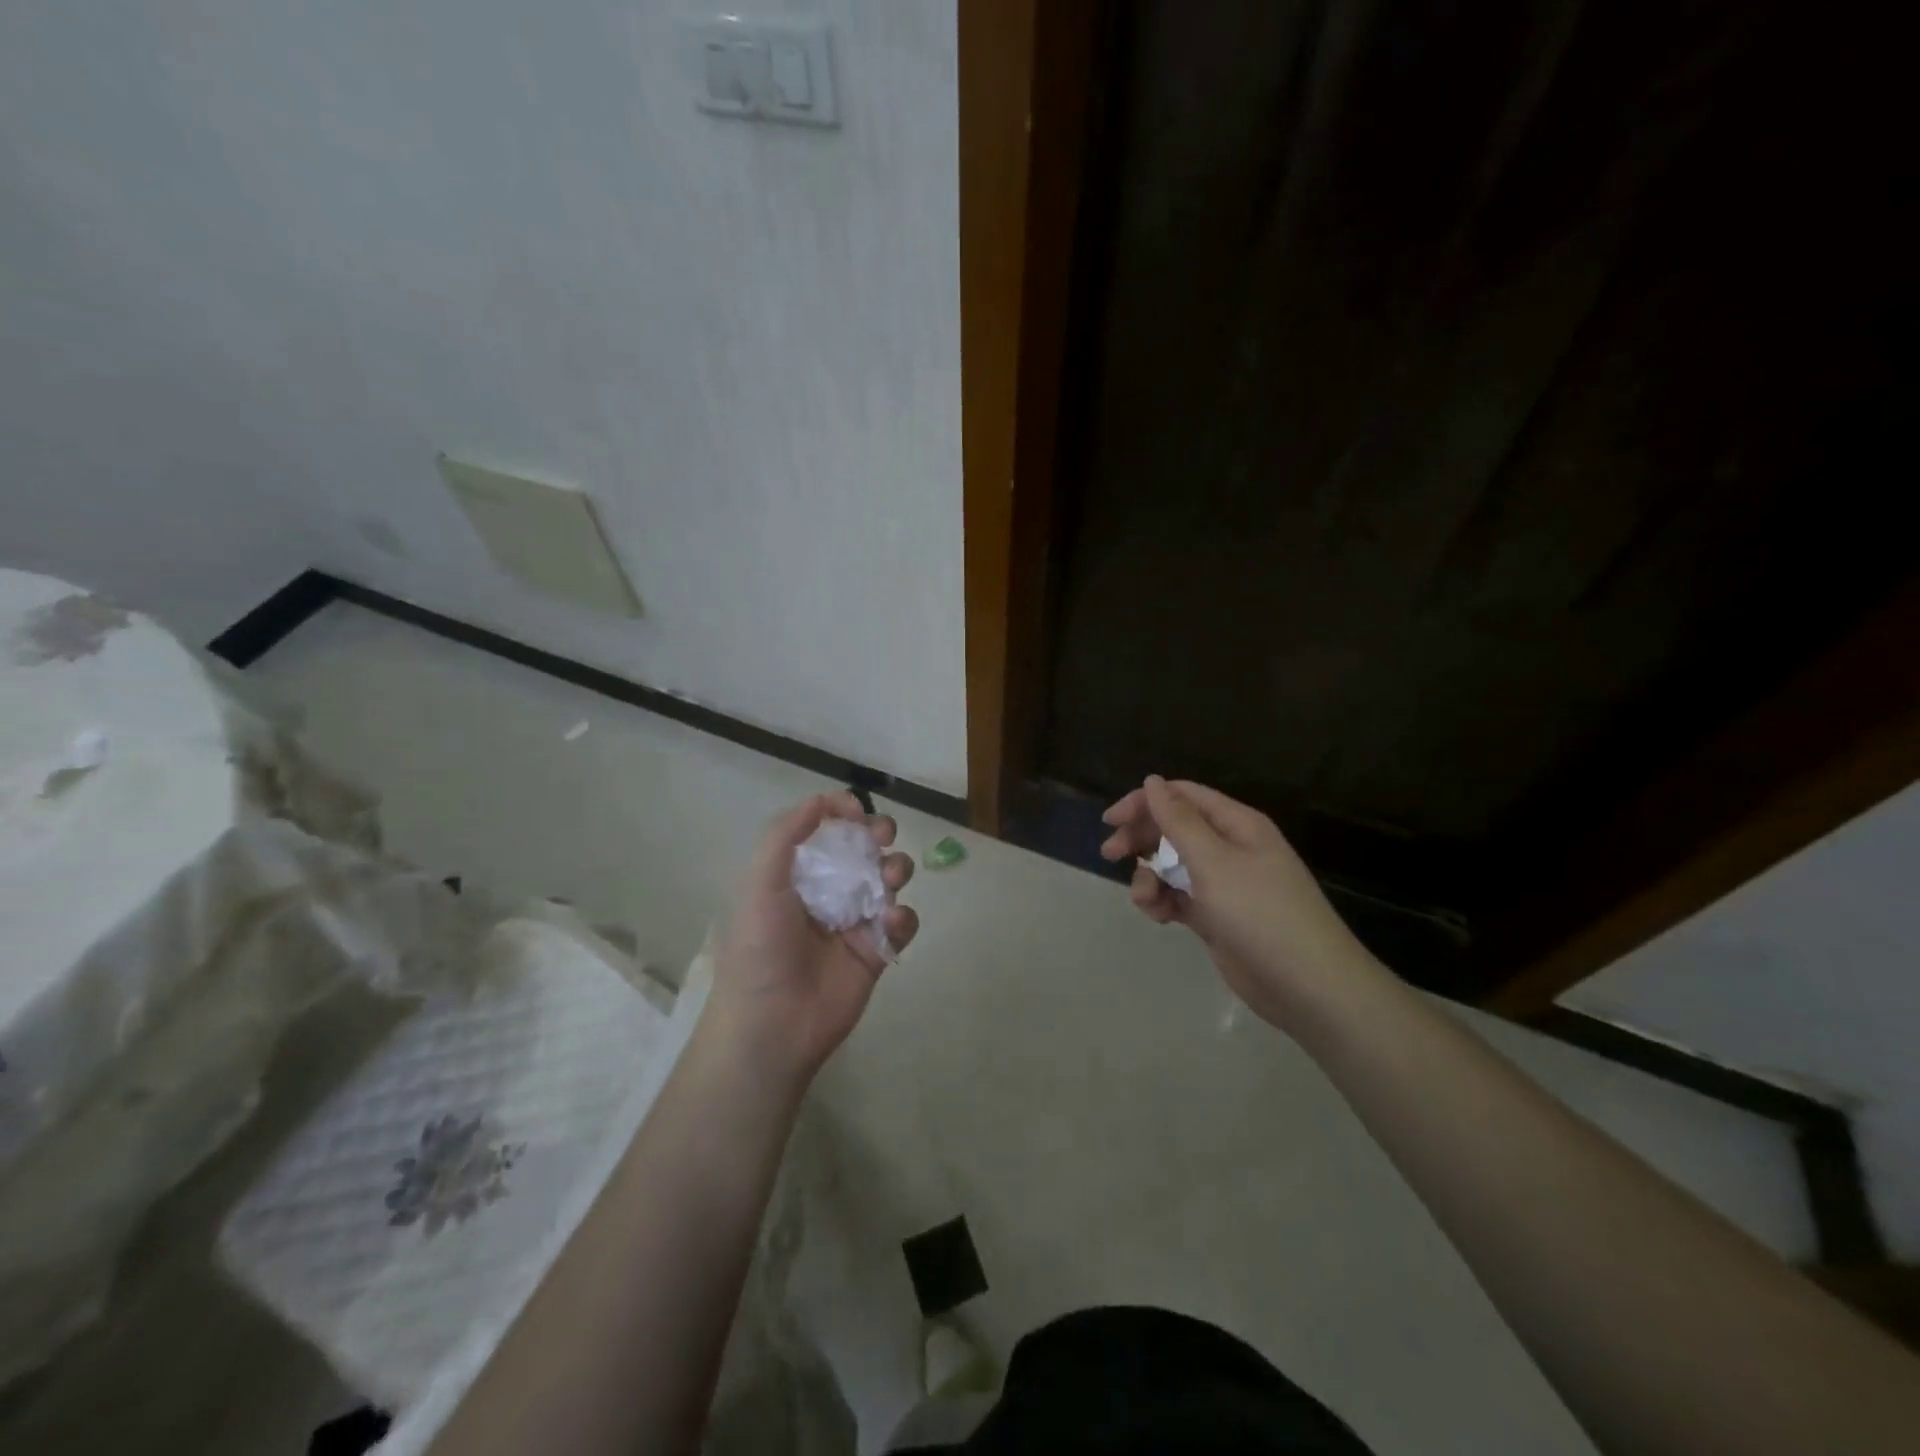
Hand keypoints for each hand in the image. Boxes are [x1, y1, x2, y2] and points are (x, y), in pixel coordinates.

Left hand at [707, 792, 917, 1088]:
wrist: (772, 1024)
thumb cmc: (760, 948)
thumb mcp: (760, 883)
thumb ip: (786, 835)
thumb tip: (820, 799)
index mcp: (795, 874)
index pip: (825, 831)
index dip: (842, 813)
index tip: (855, 811)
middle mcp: (827, 892)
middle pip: (863, 850)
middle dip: (878, 834)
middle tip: (882, 836)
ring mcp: (854, 922)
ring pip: (888, 881)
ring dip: (896, 869)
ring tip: (891, 878)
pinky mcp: (876, 952)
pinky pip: (901, 924)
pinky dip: (903, 917)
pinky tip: (890, 922)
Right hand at [1100, 776, 1370, 1030]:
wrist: (1308, 987)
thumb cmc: (1261, 914)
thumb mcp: (1214, 862)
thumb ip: (1178, 821)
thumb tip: (1153, 781)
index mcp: (1236, 824)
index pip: (1182, 796)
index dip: (1144, 802)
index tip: (1110, 820)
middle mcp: (1230, 847)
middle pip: (1174, 829)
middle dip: (1141, 839)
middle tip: (1110, 854)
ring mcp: (1224, 884)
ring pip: (1172, 865)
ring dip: (1150, 877)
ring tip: (1146, 900)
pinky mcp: (1217, 916)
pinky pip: (1179, 896)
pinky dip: (1164, 902)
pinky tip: (1161, 917)